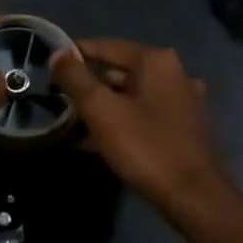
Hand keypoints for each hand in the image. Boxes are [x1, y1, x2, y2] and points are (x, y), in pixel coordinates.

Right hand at [51, 38, 226, 207]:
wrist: (193, 196)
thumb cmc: (145, 146)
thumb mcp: (100, 110)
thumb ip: (75, 78)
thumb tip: (57, 54)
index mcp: (156, 61)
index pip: (107, 46)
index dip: (75, 53)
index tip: (50, 64)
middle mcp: (174, 75)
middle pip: (119, 71)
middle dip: (88, 85)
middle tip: (58, 98)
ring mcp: (182, 103)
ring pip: (130, 96)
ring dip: (102, 107)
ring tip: (70, 122)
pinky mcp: (183, 129)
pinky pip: (143, 116)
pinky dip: (119, 122)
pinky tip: (95, 140)